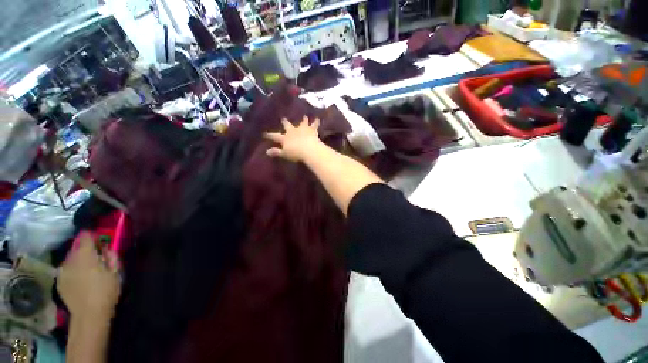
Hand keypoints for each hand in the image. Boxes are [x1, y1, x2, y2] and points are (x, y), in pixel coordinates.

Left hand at [57, 232, 121, 320]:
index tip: (100, 240)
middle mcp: (70, 259)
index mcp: (85, 255)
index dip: (92, 236)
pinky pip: (66, 270)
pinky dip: (73, 270)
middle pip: (76, 247)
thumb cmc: (106, 291)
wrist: (89, 315)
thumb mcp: (116, 272)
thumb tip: (106, 248)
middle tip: (97, 257)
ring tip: (88, 270)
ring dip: (79, 260)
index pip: (85, 236)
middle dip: (86, 249)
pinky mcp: (59, 281)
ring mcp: (62, 271)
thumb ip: (111, 256)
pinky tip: (80, 280)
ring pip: (70, 259)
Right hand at [265, 116, 320, 161]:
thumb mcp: (285, 154)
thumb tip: (266, 152)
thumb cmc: (296, 153)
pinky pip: (314, 125)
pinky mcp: (312, 130)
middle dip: (285, 122)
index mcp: (285, 138)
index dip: (269, 135)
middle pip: (287, 125)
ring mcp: (302, 129)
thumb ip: (276, 152)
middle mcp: (293, 131)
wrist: (309, 149)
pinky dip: (316, 122)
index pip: (275, 136)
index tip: (264, 134)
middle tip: (283, 118)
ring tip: (304, 116)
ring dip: (303, 120)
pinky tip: (318, 118)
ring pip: (302, 123)